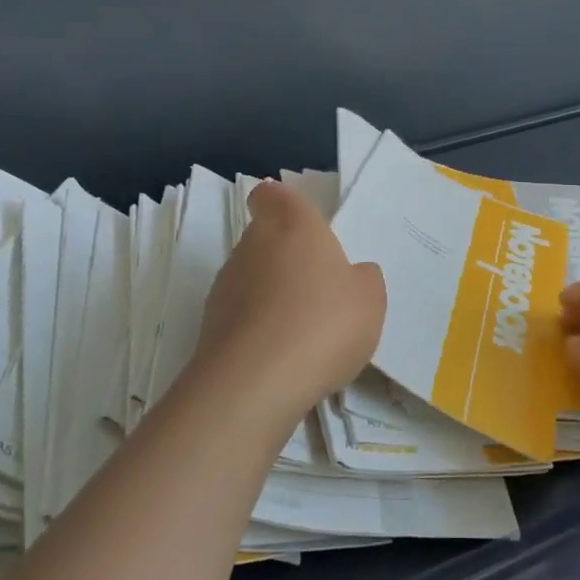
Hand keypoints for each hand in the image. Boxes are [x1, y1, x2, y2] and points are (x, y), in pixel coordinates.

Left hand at [194, 180, 385, 427]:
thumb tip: (352, 275)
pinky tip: (283, 360)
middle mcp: (252, 245)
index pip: (273, 195)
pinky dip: (259, 331)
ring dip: (272, 297)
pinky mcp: (209, 328)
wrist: (254, 385)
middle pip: (265, 238)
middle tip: (319, 289)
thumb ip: (363, 279)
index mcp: (292, 225)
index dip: (284, 205)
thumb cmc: (322, 323)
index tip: (303, 226)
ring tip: (303, 334)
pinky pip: (241, 318)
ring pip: (251, 279)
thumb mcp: (369, 299)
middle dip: (287, 258)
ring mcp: (225, 286)